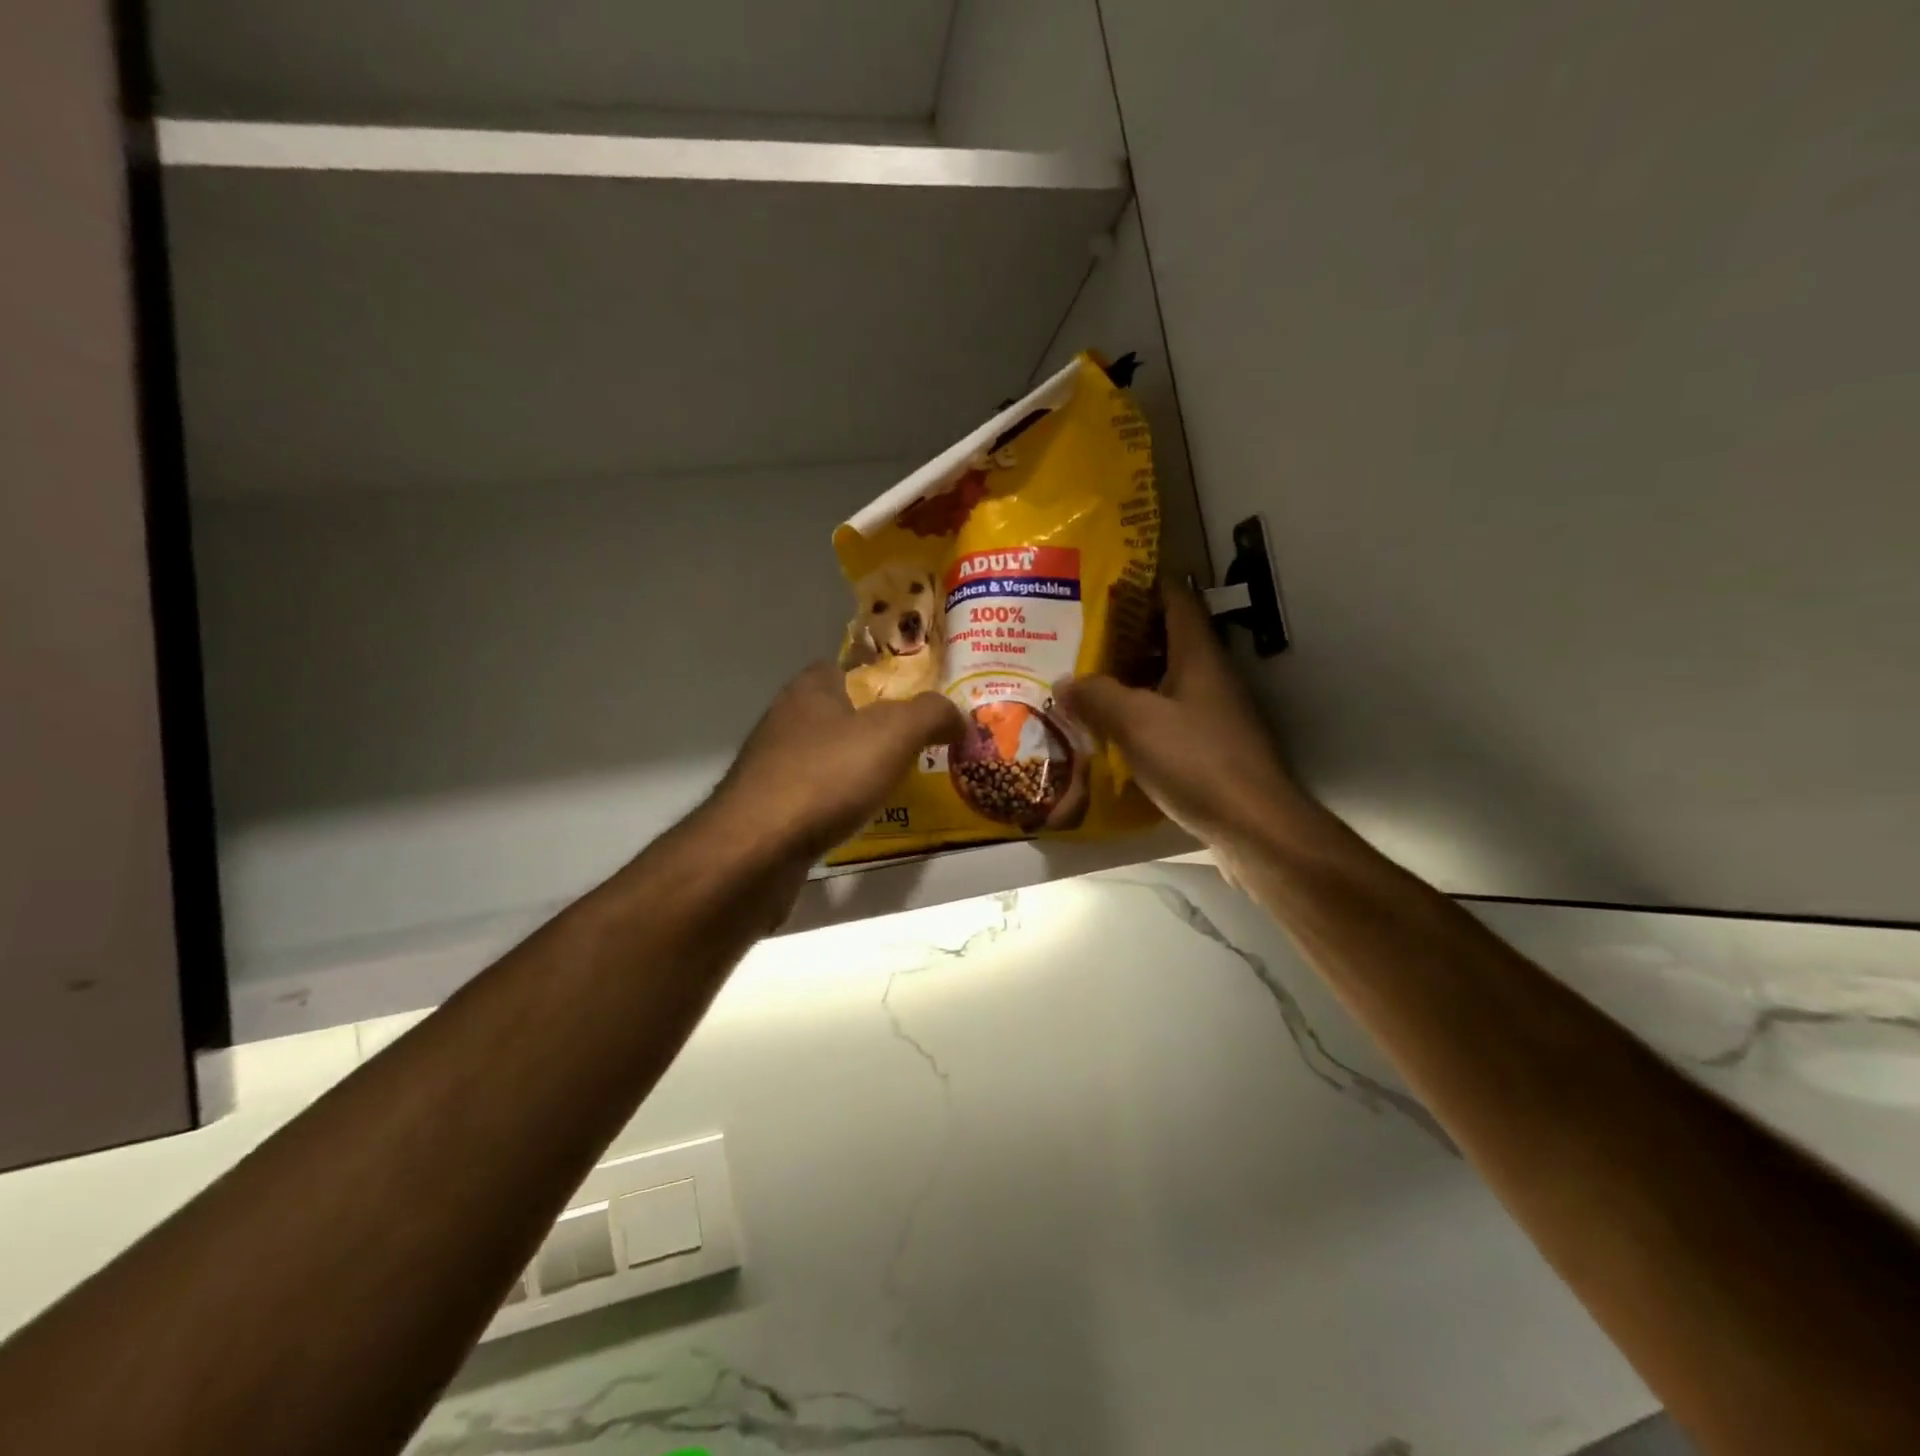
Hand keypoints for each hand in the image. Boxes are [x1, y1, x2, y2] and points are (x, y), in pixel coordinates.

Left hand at [706, 663, 963, 863]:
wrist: (756, 849)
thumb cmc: (826, 776)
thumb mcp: (894, 732)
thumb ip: (932, 714)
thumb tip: (957, 716)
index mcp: (810, 690)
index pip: (844, 667)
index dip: (880, 678)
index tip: (912, 701)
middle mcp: (785, 721)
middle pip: (837, 714)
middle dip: (873, 728)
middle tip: (916, 746)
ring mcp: (771, 767)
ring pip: (825, 757)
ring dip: (855, 768)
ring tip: (896, 785)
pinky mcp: (767, 810)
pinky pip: (813, 796)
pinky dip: (837, 803)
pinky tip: (859, 819)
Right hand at [1060, 584, 1304, 855]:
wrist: (1252, 826)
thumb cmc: (1196, 761)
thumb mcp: (1135, 722)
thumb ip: (1096, 696)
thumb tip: (1064, 682)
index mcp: (1198, 655)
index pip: (1176, 599)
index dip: (1144, 584)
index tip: (1105, 582)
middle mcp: (1209, 676)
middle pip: (1166, 639)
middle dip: (1124, 635)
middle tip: (1077, 637)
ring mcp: (1212, 713)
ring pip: (1164, 680)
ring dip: (1128, 678)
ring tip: (1082, 680)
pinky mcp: (1208, 747)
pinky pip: (1166, 716)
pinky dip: (1138, 715)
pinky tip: (1107, 729)